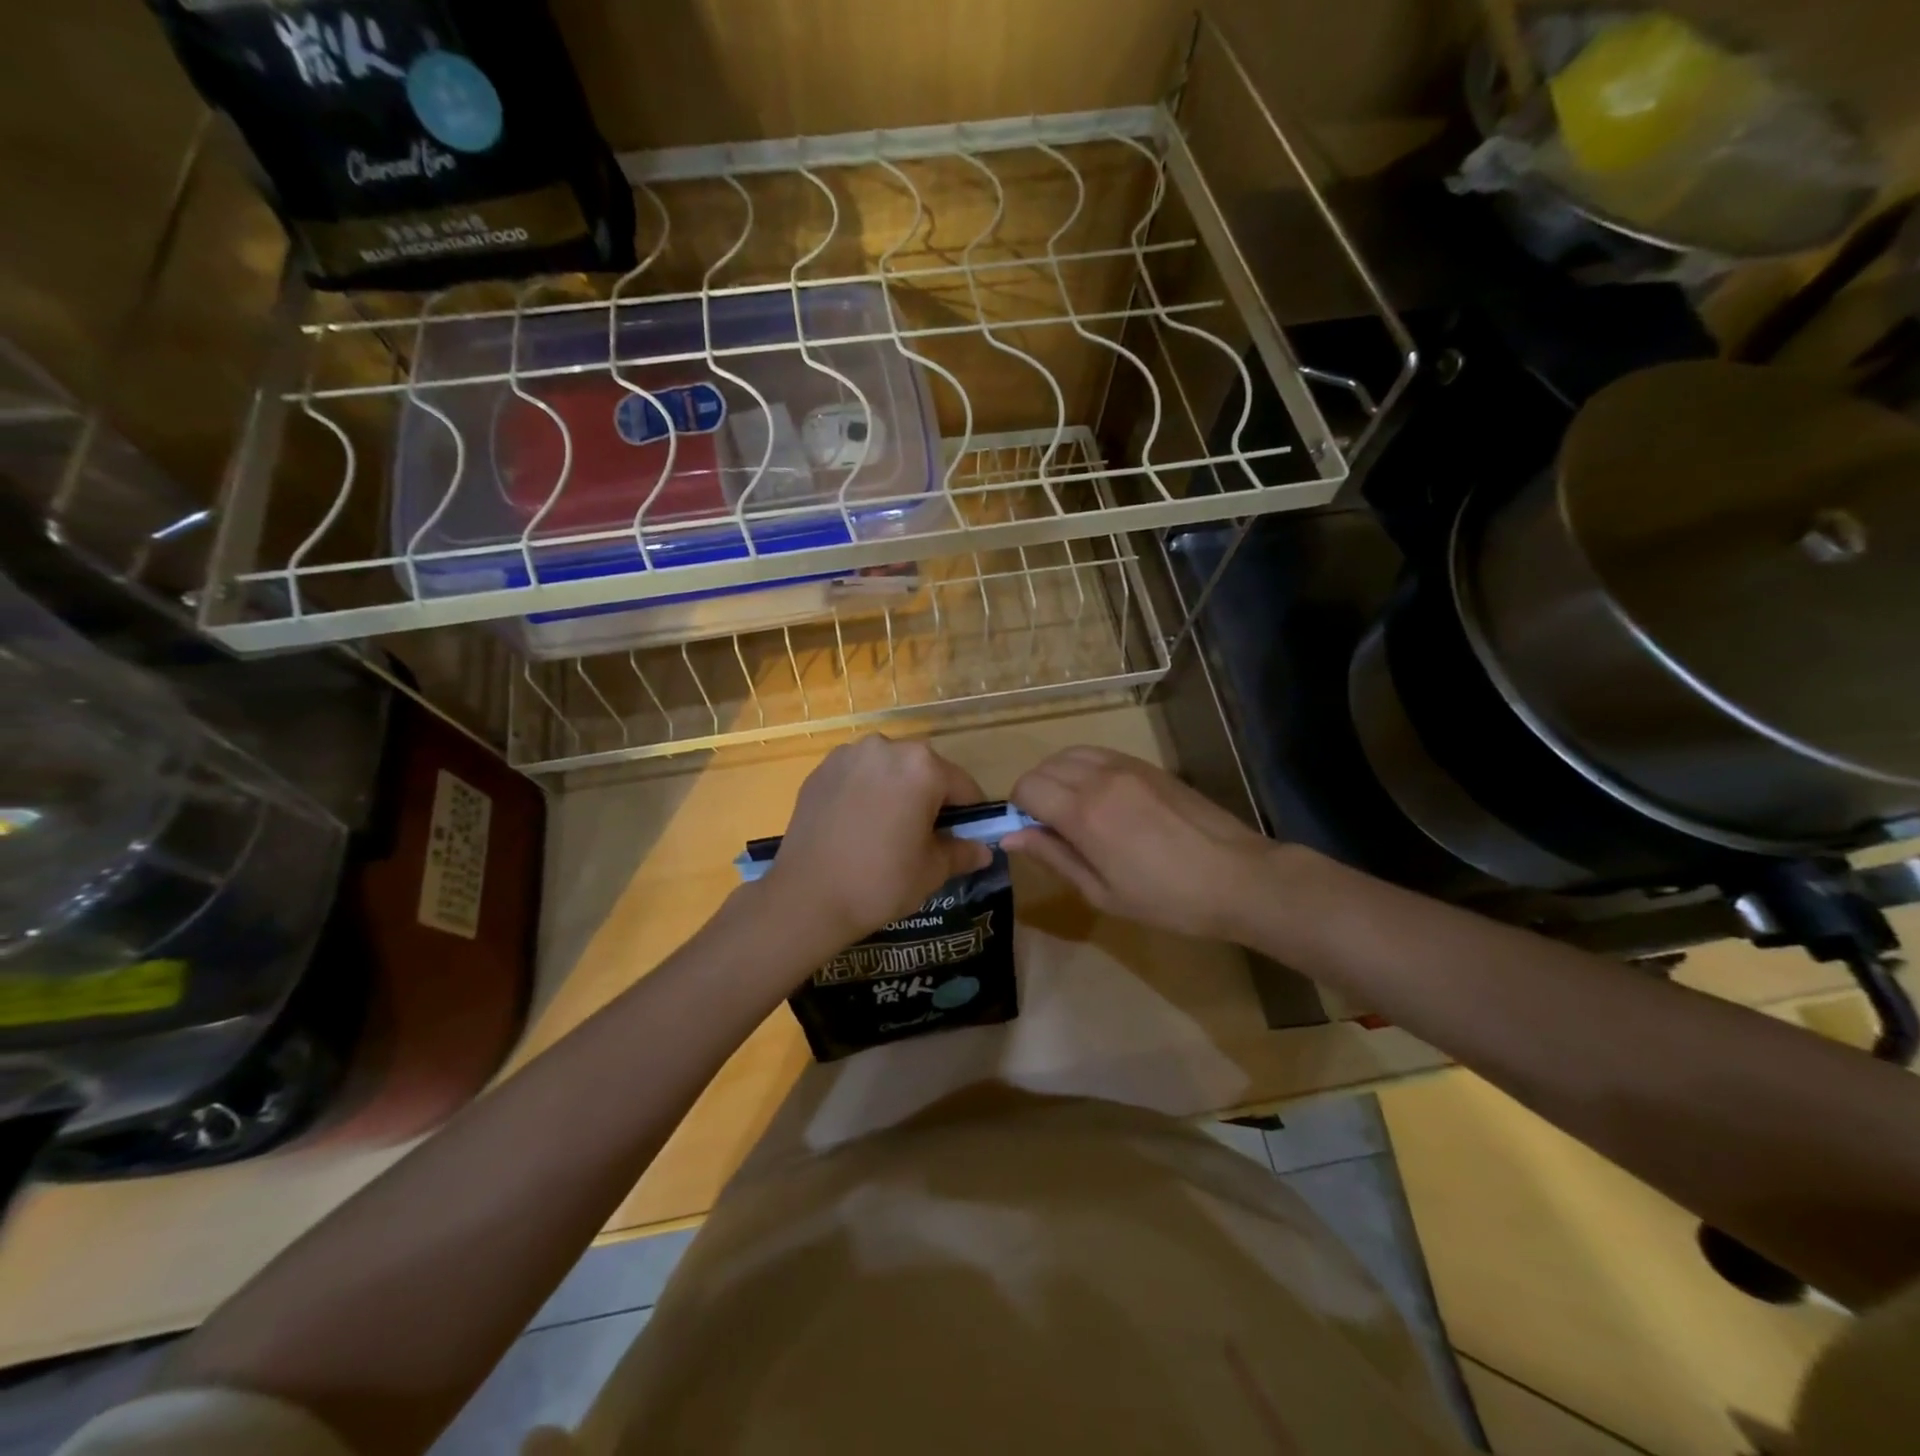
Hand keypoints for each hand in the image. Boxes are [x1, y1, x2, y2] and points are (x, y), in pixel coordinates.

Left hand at [759, 736, 992, 949]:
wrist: (806, 898)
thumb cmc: (880, 882)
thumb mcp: (932, 871)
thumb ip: (962, 852)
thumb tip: (983, 850)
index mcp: (922, 767)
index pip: (962, 786)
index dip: (969, 814)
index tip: (965, 838)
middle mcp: (886, 748)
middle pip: (924, 771)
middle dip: (930, 798)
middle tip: (924, 837)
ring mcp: (848, 755)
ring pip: (888, 770)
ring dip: (896, 791)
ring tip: (886, 831)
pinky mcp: (820, 770)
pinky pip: (857, 776)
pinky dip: (865, 793)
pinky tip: (857, 826)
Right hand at [1006, 747, 1285, 940]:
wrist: (1237, 876)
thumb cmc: (1166, 898)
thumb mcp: (1101, 892)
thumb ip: (1053, 857)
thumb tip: (1010, 837)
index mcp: (1083, 813)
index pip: (1027, 787)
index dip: (1018, 808)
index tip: (1031, 832)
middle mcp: (1099, 779)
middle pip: (1045, 766)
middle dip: (1035, 792)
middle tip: (1051, 826)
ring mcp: (1127, 766)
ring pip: (1070, 753)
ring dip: (1059, 775)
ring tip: (1074, 808)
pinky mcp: (1148, 765)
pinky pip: (1099, 753)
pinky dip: (1084, 767)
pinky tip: (1101, 797)